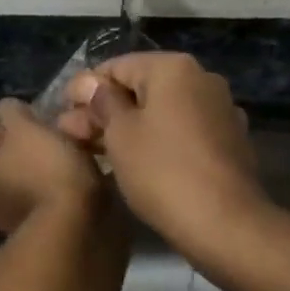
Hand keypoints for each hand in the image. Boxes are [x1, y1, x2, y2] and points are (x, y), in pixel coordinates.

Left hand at [0, 98, 106, 234]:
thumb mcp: (25, 127)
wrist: (74, 225)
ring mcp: (15, 221)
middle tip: (57, 135)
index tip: (34, 118)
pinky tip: (81, 181)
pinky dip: (61, 191)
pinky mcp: (43, 233)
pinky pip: (50, 202)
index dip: (8, 126)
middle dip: (30, 150)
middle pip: (9, 163)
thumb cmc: (46, 169)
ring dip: (48, 171)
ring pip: (31, 183)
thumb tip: (6, 109)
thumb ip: (11, 112)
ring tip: (76, 157)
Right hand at [56, 53, 264, 252]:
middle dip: (104, 111)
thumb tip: (88, 83)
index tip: (62, 114)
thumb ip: (102, 102)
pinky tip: (134, 163)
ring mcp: (219, 111)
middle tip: (71, 136)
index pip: (116, 66)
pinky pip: (181, 132)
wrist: (225, 224)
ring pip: (161, 112)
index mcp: (174, 68)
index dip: (85, 89)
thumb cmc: (163, 171)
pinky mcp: (228, 142)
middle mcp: (202, 80)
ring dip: (127, 128)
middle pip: (140, 89)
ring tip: (94, 152)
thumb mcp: (120, 134)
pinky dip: (156, 141)